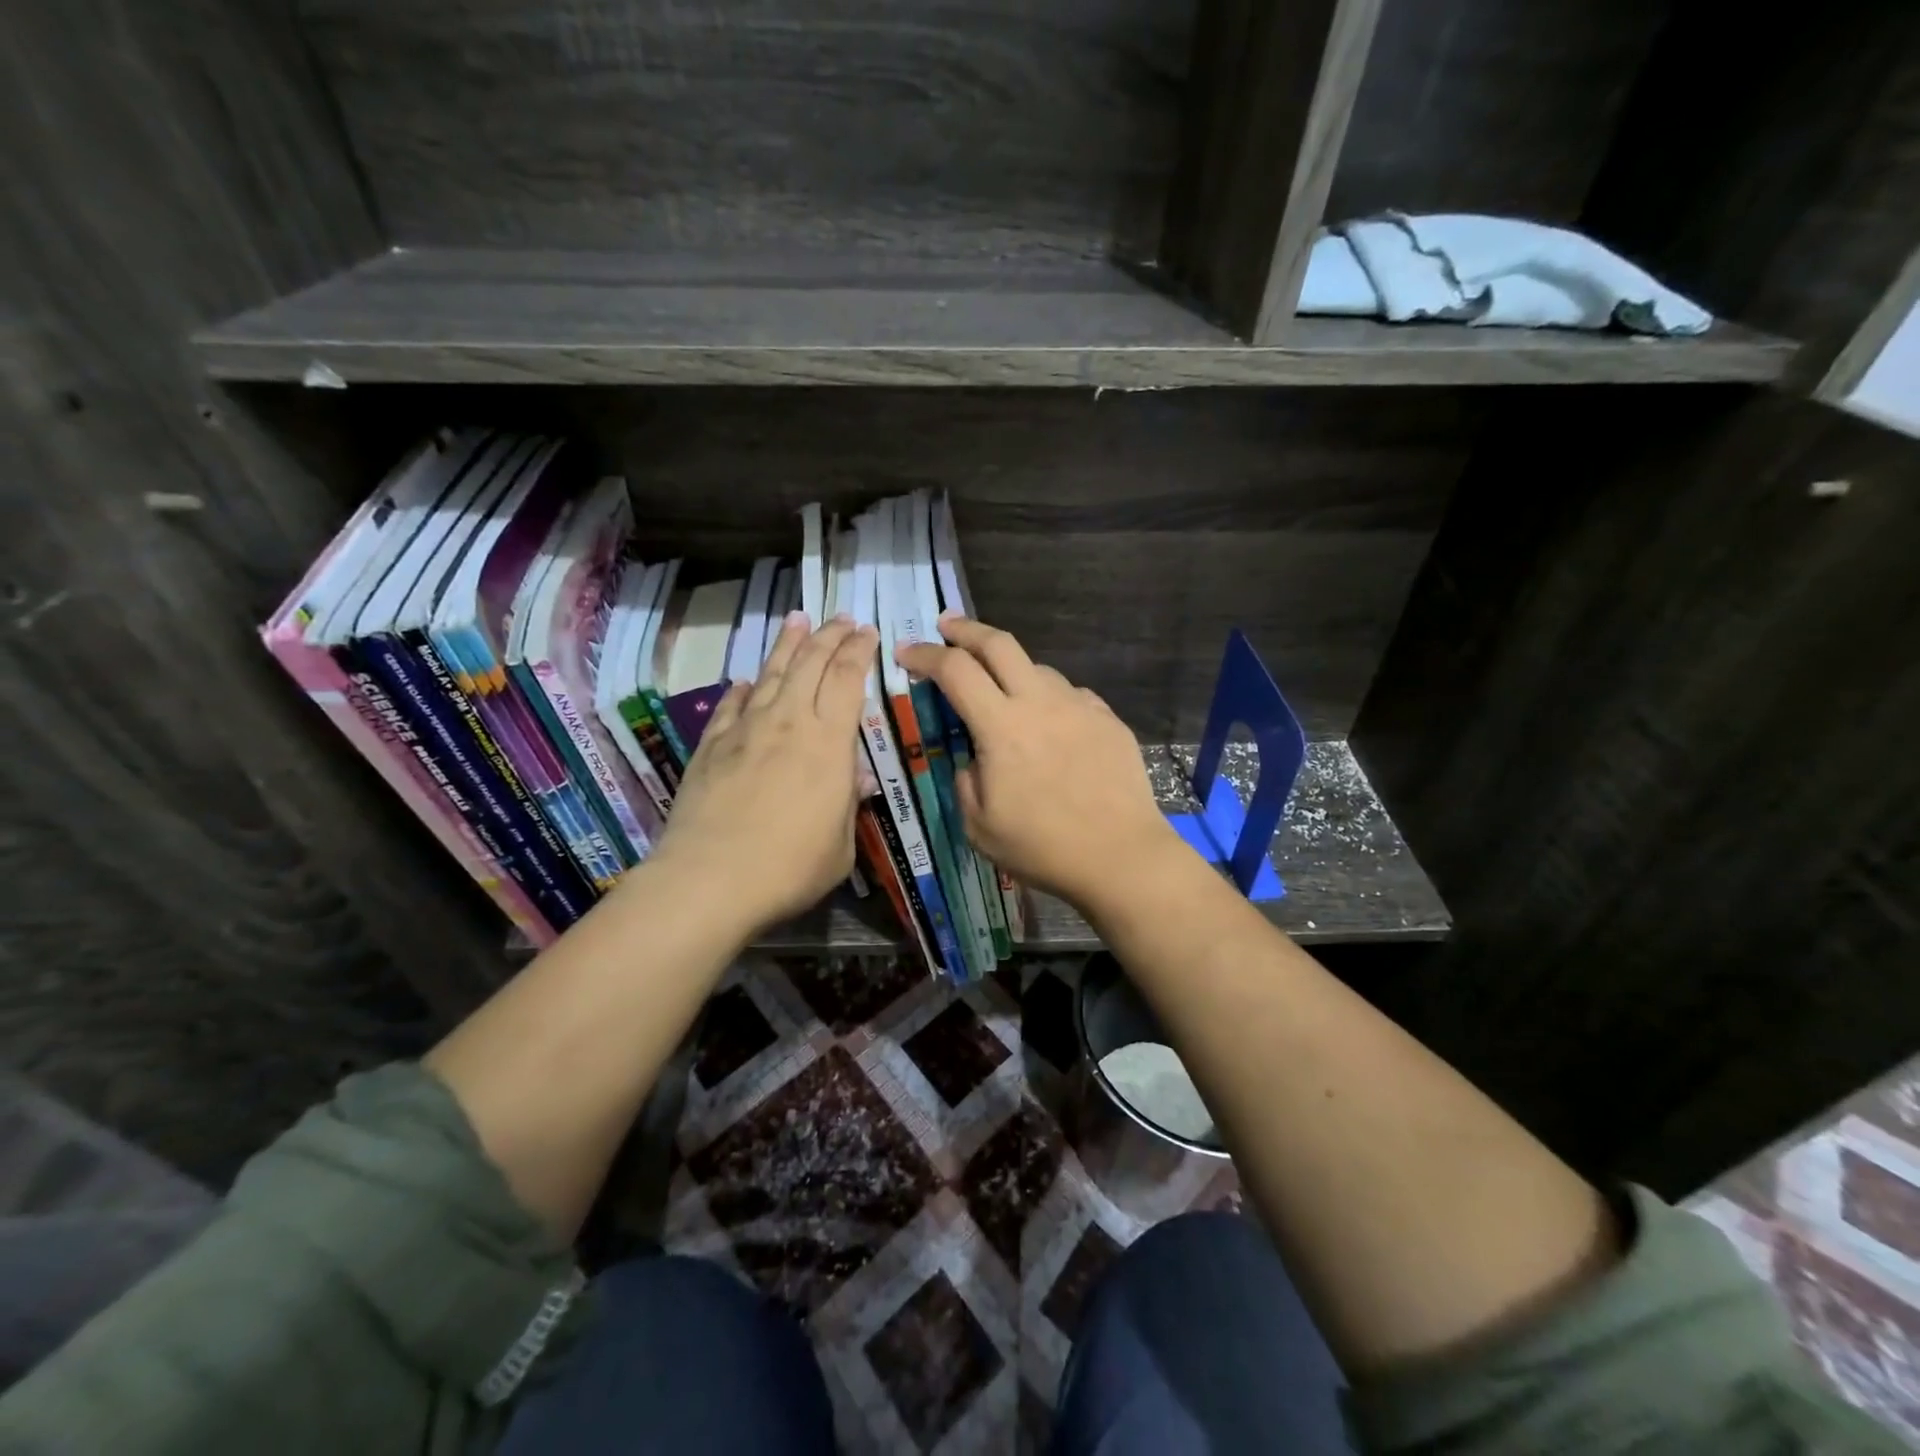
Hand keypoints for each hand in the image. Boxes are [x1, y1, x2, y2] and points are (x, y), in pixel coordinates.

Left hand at [651, 612, 876, 935]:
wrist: (711, 879)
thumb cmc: (790, 868)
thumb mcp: (841, 846)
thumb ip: (848, 807)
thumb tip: (854, 780)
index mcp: (829, 742)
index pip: (847, 678)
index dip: (859, 650)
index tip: (867, 631)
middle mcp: (789, 722)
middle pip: (810, 663)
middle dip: (829, 635)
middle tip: (841, 618)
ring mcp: (746, 730)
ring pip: (770, 673)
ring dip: (787, 644)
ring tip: (797, 620)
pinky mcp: (712, 746)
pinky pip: (732, 705)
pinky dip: (743, 689)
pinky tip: (747, 681)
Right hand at [895, 615, 1178, 908]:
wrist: (1123, 857)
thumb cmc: (1044, 847)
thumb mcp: (979, 826)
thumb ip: (966, 780)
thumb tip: (974, 759)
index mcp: (1002, 727)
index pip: (955, 670)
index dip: (924, 655)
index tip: (905, 652)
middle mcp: (1041, 702)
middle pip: (999, 643)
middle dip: (966, 628)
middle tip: (947, 626)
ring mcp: (1080, 706)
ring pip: (1037, 668)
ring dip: (1010, 670)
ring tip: (1001, 691)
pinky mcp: (1108, 719)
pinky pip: (1070, 695)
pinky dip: (1048, 699)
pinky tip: (1050, 724)